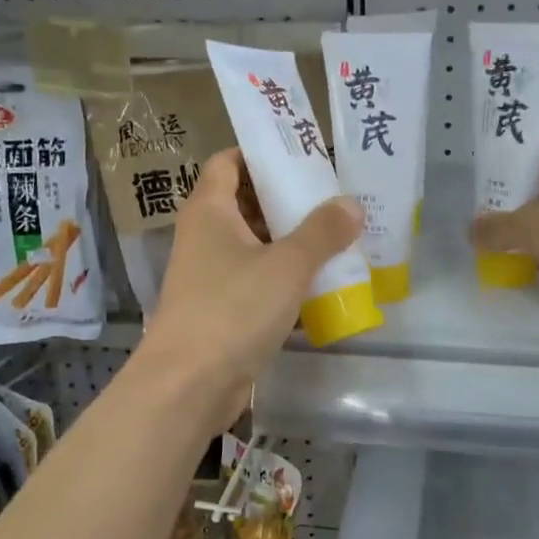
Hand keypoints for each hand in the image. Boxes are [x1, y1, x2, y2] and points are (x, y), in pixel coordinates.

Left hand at [135, 149, 361, 432]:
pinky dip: (285, 281)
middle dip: (288, 200)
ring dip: (292, 243)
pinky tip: (322, 285)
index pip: (229, 162)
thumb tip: (351, 205)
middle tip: (335, 199)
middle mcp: (205, 237)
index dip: (263, 154)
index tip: (304, 155)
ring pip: (255, 246)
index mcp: (210, 210)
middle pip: (246, 203)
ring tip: (339, 238)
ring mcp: (211, 276)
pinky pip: (257, 283)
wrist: (188, 385)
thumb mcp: (286, 265)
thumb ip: (322, 232)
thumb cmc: (233, 310)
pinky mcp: (221, 311)